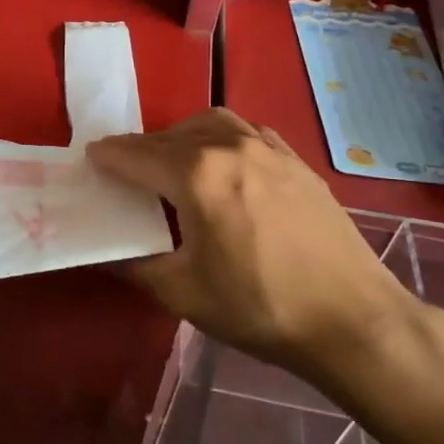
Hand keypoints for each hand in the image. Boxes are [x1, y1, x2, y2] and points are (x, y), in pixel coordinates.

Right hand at [87, 109, 421, 379]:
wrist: (354, 320)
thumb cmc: (261, 307)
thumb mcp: (184, 294)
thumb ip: (136, 265)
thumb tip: (107, 253)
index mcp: (197, 175)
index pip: (136, 155)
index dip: (108, 156)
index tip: (90, 158)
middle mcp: (230, 147)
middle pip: (169, 136)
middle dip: (140, 148)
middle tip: (124, 169)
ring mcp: (268, 149)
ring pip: (210, 123)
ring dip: (181, 135)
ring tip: (172, 161)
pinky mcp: (296, 162)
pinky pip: (246, 132)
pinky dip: (221, 138)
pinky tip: (224, 163)